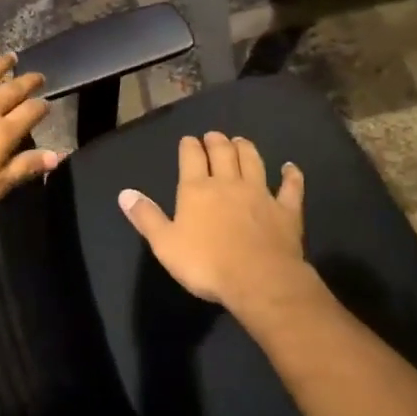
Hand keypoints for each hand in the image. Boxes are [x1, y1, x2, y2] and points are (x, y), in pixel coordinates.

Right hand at [117, 133, 310, 309]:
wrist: (258, 279)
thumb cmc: (206, 264)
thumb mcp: (165, 244)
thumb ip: (146, 217)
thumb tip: (125, 193)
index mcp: (197, 189)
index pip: (191, 156)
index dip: (189, 146)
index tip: (188, 141)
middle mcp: (228, 183)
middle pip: (223, 152)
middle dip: (217, 141)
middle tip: (214, 136)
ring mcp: (260, 193)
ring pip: (253, 161)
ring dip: (246, 148)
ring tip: (241, 141)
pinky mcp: (286, 209)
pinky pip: (290, 187)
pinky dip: (291, 175)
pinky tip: (291, 168)